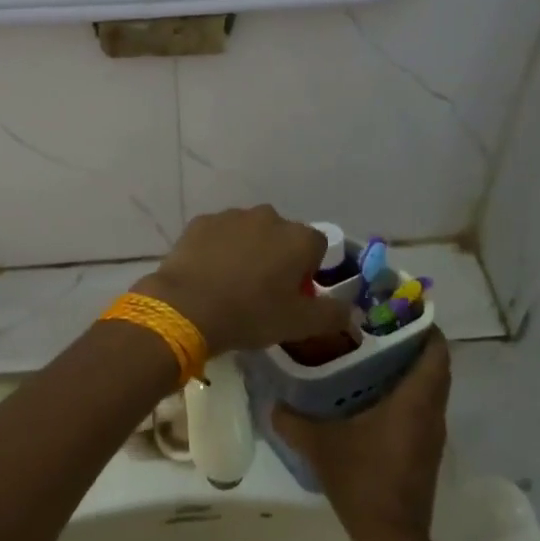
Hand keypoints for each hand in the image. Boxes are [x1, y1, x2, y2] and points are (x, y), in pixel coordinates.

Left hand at [135, 206, 351, 356]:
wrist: (187, 308)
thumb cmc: (251, 314)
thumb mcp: (299, 324)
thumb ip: (332, 315)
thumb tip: (352, 311)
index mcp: (299, 238)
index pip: (317, 248)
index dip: (308, 271)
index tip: (293, 294)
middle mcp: (269, 217)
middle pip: (282, 236)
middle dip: (277, 257)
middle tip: (263, 291)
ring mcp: (232, 216)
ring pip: (249, 232)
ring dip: (247, 250)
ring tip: (231, 284)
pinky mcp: (201, 222)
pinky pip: (219, 234)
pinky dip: (218, 249)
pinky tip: (208, 274)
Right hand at [273, 330, 449, 540]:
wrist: (392, 538)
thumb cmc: (362, 479)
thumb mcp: (319, 445)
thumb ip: (293, 419)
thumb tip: (273, 402)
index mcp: (415, 400)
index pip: (437, 350)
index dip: (426, 326)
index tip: (399, 309)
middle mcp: (431, 412)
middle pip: (435, 366)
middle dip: (413, 343)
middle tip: (378, 328)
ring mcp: (432, 435)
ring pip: (430, 389)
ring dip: (411, 370)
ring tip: (372, 356)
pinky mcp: (426, 452)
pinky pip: (423, 409)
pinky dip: (407, 394)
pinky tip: (373, 397)